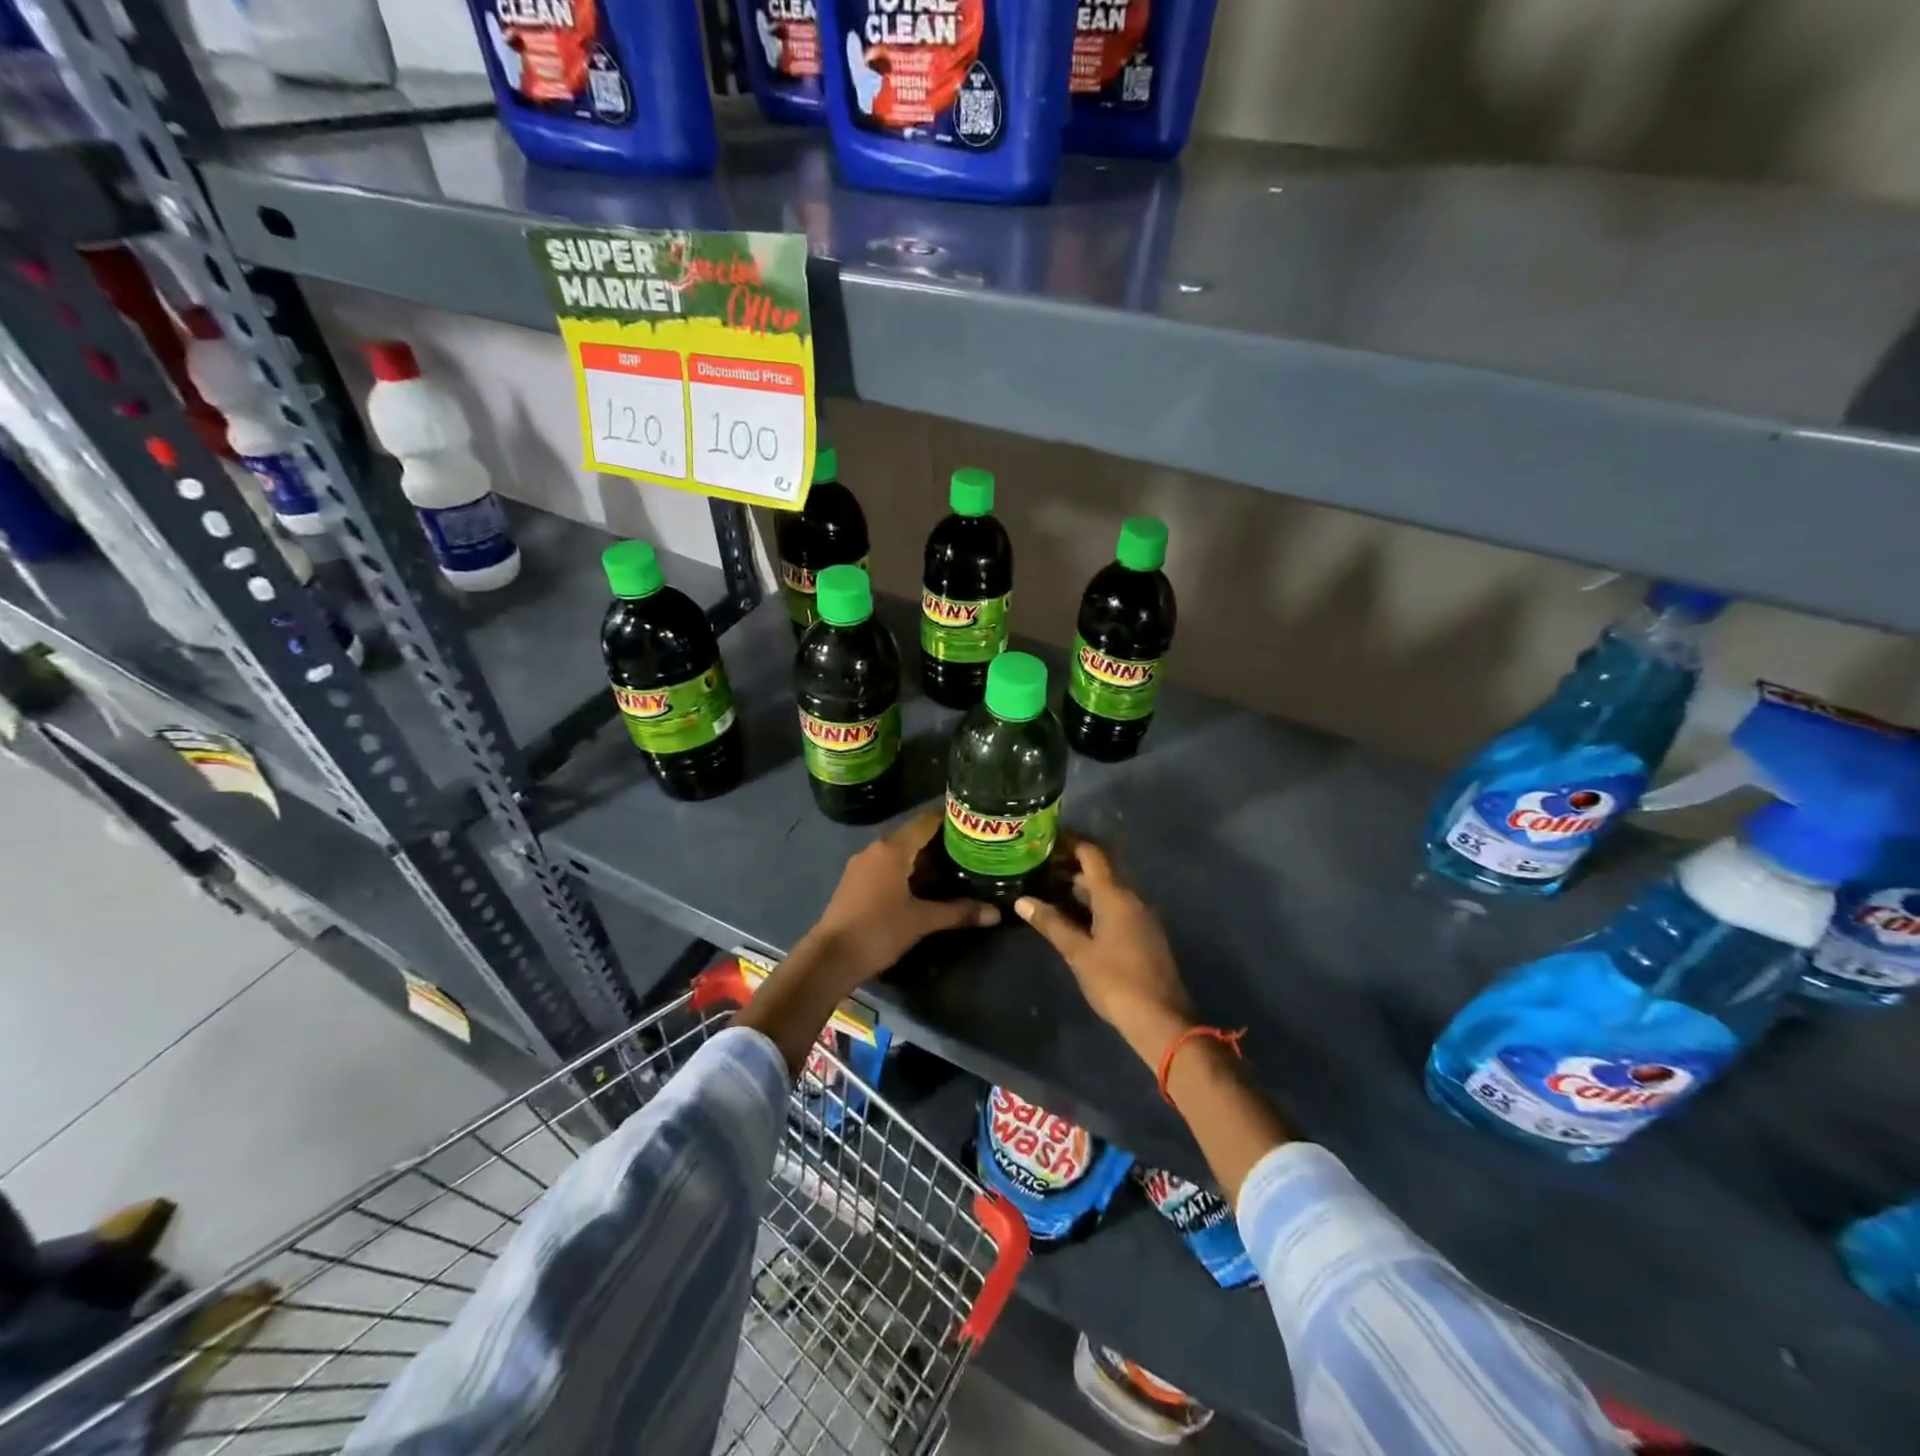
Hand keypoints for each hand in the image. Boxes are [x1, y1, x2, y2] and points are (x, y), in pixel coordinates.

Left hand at [799, 810, 998, 991]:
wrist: (830, 957)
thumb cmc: (878, 930)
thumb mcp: (922, 921)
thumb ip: (958, 912)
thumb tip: (996, 913)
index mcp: (893, 849)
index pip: (926, 821)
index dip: (951, 819)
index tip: (974, 823)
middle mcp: (876, 848)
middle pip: (913, 835)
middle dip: (941, 841)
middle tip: (972, 847)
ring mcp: (862, 864)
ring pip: (900, 851)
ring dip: (924, 857)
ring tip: (954, 865)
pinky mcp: (855, 881)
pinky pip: (887, 865)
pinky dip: (907, 869)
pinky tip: (925, 884)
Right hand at [1016, 841, 1193, 1064]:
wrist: (1160, 1019)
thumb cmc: (1115, 981)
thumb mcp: (1078, 952)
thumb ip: (1051, 923)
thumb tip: (1022, 901)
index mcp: (1117, 896)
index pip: (1092, 855)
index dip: (1069, 842)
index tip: (1044, 839)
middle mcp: (1132, 898)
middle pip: (1101, 871)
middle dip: (1070, 865)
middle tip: (1038, 866)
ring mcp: (1141, 916)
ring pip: (1108, 890)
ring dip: (1081, 887)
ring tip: (1048, 888)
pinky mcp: (1144, 934)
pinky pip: (1116, 907)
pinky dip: (1093, 904)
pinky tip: (1072, 916)